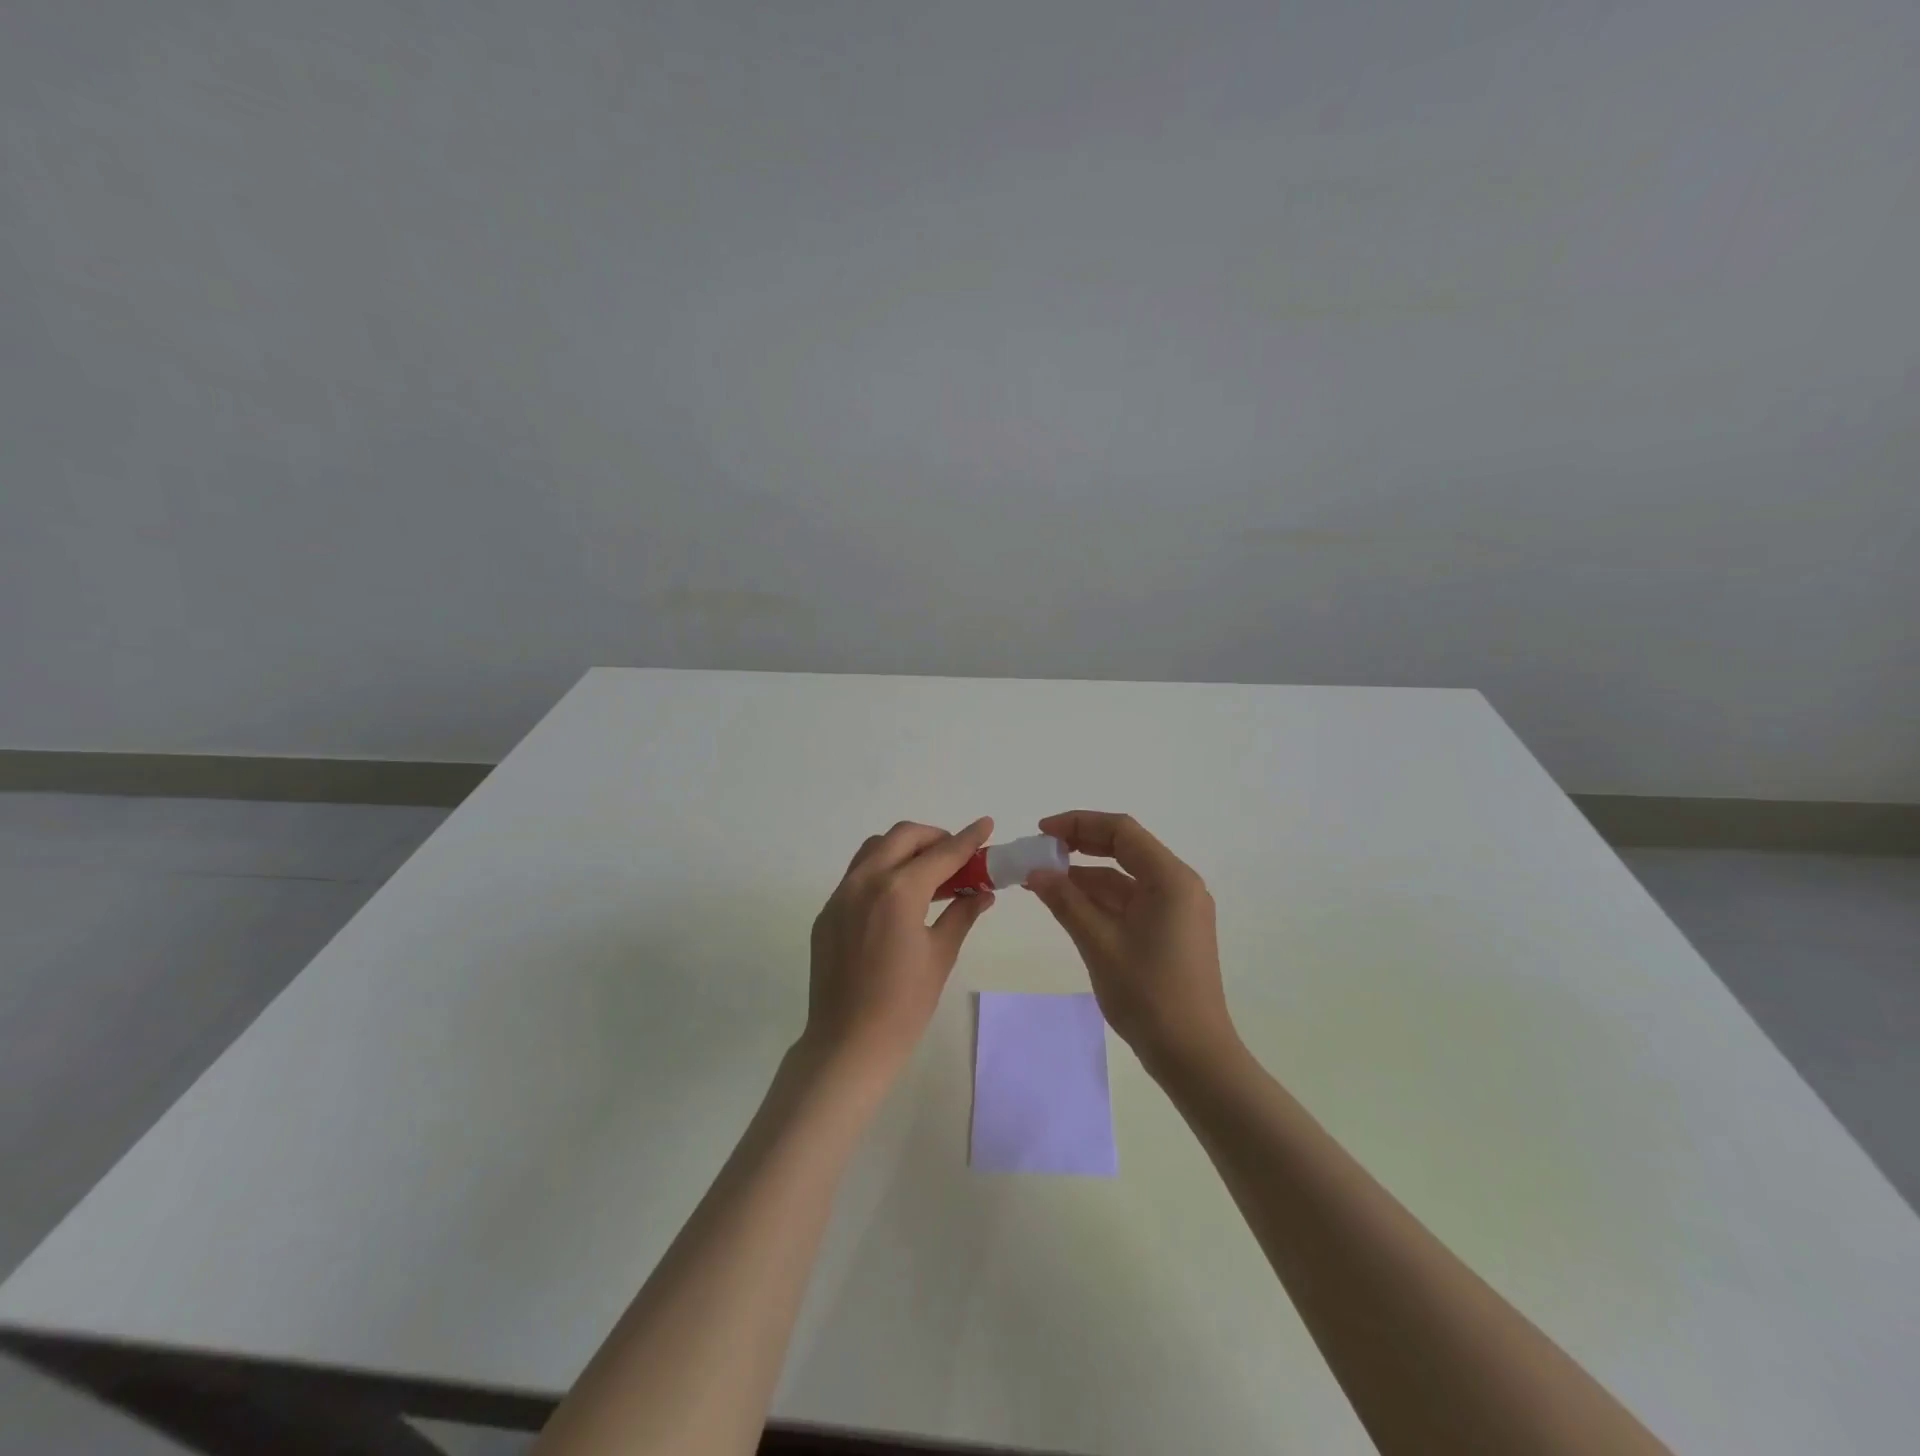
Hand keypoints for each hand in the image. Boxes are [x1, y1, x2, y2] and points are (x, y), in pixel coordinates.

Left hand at [805, 817, 996, 1074]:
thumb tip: (982, 892)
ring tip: (927, 874)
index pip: (942, 853)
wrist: (848, 1043)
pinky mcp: (828, 912)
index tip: (985, 824)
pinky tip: (897, 900)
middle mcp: (866, 881)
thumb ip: (961, 914)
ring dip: (904, 849)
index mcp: (899, 890)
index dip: (968, 838)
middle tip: (956, 857)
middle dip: (934, 838)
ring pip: (875, 849)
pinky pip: (857, 875)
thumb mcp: (940, 955)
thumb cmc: (904, 1004)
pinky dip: (882, 871)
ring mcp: (841, 895)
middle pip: (903, 836)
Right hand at [1026, 811, 1237, 1077]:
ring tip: (1044, 880)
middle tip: (1040, 851)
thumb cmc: (1148, 994)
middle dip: (1081, 845)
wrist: (1193, 1055)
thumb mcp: (1099, 943)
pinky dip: (1101, 899)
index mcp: (1170, 879)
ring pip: (1126, 877)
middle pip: (1125, 849)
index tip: (1042, 832)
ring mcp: (1177, 909)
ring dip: (1087, 875)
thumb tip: (1036, 872)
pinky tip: (1069, 904)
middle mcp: (1178, 885)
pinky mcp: (1171, 930)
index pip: (1121, 831)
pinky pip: (1132, 901)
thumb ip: (1065, 901)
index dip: (1078, 824)